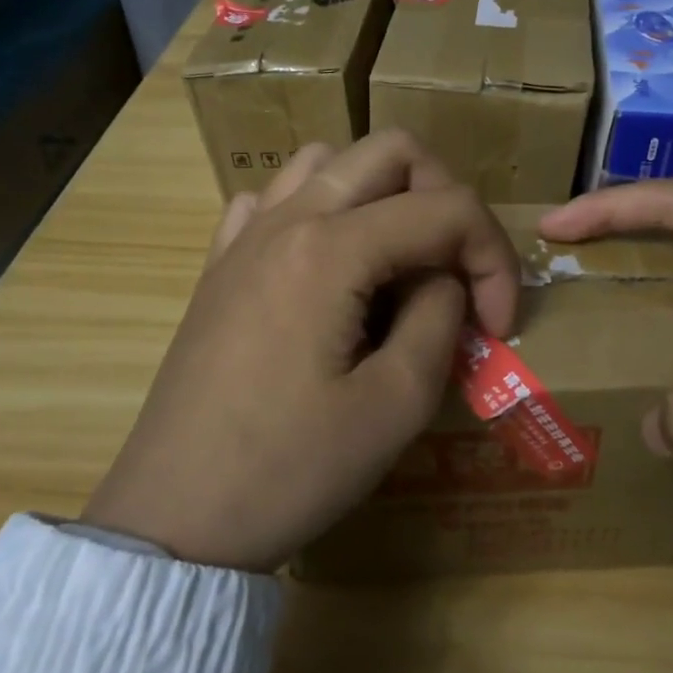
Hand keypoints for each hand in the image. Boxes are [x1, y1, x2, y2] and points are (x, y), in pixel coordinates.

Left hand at [83, 132, 519, 569]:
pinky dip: (319, 212)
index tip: (498, 327)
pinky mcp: (220, 266)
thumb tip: (444, 281)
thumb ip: (439, 318)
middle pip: (392, 152)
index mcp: (331, 249)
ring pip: (330, 162)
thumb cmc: (289, 470)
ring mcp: (244, 237)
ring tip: (397, 263)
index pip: (446, 209)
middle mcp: (286, 220)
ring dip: (383, 195)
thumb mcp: (396, 404)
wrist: (175, 520)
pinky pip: (276, 199)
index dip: (494, 260)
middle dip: (446, 200)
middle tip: (456, 271)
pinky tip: (327, 267)